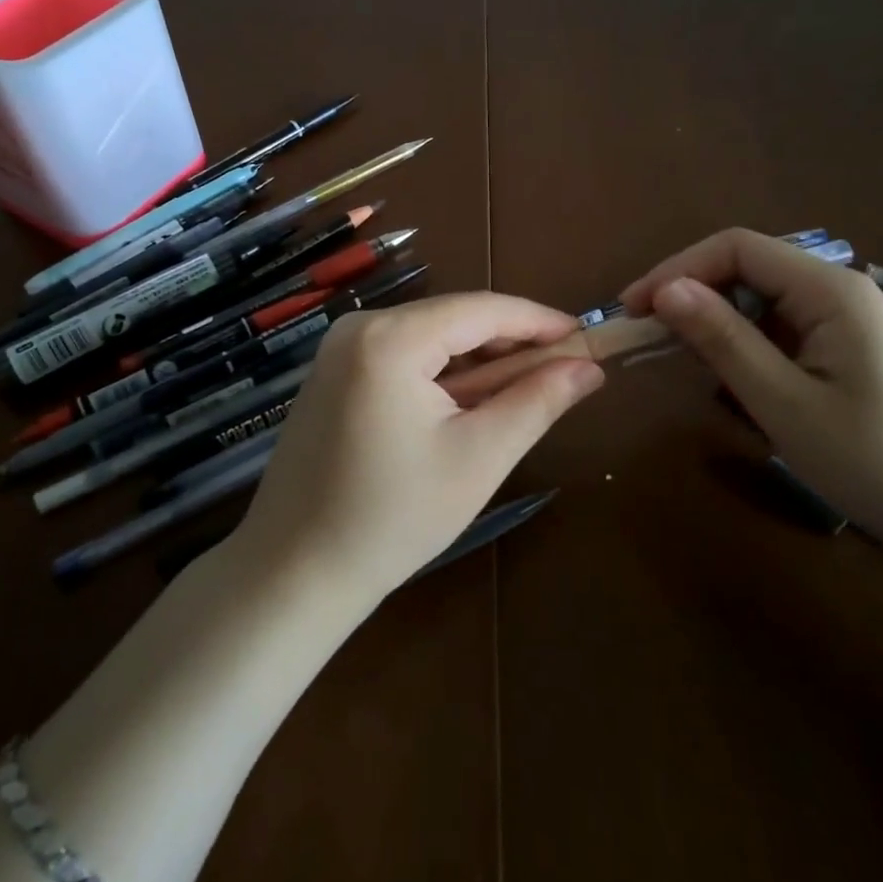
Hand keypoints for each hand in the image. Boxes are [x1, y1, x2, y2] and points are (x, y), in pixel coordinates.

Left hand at [233, 292, 604, 603]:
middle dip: (510, 343)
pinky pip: (403, 354)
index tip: (587, 336)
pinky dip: (442, 371)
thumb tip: (590, 367)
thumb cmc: (392, 518)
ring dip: (478, 360)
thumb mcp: (478, 458)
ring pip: (430, 336)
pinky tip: (468, 402)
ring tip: (523, 391)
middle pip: (454, 318)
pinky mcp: (333, 371)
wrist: (292, 572)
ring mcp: (340, 347)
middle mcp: (360, 326)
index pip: (483, 309)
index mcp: (390, 337)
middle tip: (563, 372)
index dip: (539, 321)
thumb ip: (537, 402)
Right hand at [621, 229, 882, 568]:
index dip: (677, 269)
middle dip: (692, 295)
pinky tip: (733, 379)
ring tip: (682, 360)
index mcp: (830, 290)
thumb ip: (724, 340)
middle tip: (647, 339)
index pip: (736, 248)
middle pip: (747, 268)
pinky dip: (745, 345)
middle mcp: (839, 291)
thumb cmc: (879, 464)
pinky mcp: (849, 350)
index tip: (633, 310)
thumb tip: (665, 290)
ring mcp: (847, 321)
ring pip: (761, 300)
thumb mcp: (786, 404)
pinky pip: (782, 329)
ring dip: (717, 322)